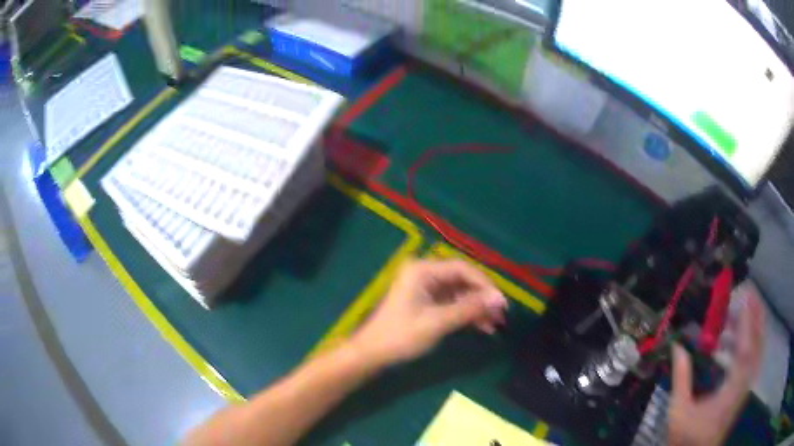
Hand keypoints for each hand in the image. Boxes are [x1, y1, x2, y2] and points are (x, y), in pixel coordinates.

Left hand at [350, 259, 507, 367]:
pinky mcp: (426, 302)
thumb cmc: (401, 335)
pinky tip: (481, 327)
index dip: (485, 284)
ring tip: (494, 324)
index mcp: (423, 270)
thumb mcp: (438, 322)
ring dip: (476, 308)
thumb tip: (499, 299)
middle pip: (462, 280)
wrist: (372, 353)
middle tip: (500, 315)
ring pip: (459, 293)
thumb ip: (469, 309)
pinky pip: (452, 303)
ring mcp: (425, 288)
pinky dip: (466, 314)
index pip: (462, 269)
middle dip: (482, 298)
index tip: (501, 302)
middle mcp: (425, 273)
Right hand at [668, 293, 764, 445]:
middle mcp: (745, 381)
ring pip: (758, 346)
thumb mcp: (680, 411)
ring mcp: (746, 384)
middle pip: (759, 340)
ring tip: (734, 316)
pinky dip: (749, 340)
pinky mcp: (744, 387)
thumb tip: (677, 345)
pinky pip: (753, 356)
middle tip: (746, 293)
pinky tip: (733, 341)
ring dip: (751, 326)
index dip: (747, 318)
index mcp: (733, 386)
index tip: (743, 293)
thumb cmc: (688, 438)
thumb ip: (682, 377)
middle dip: (756, 314)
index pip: (746, 345)